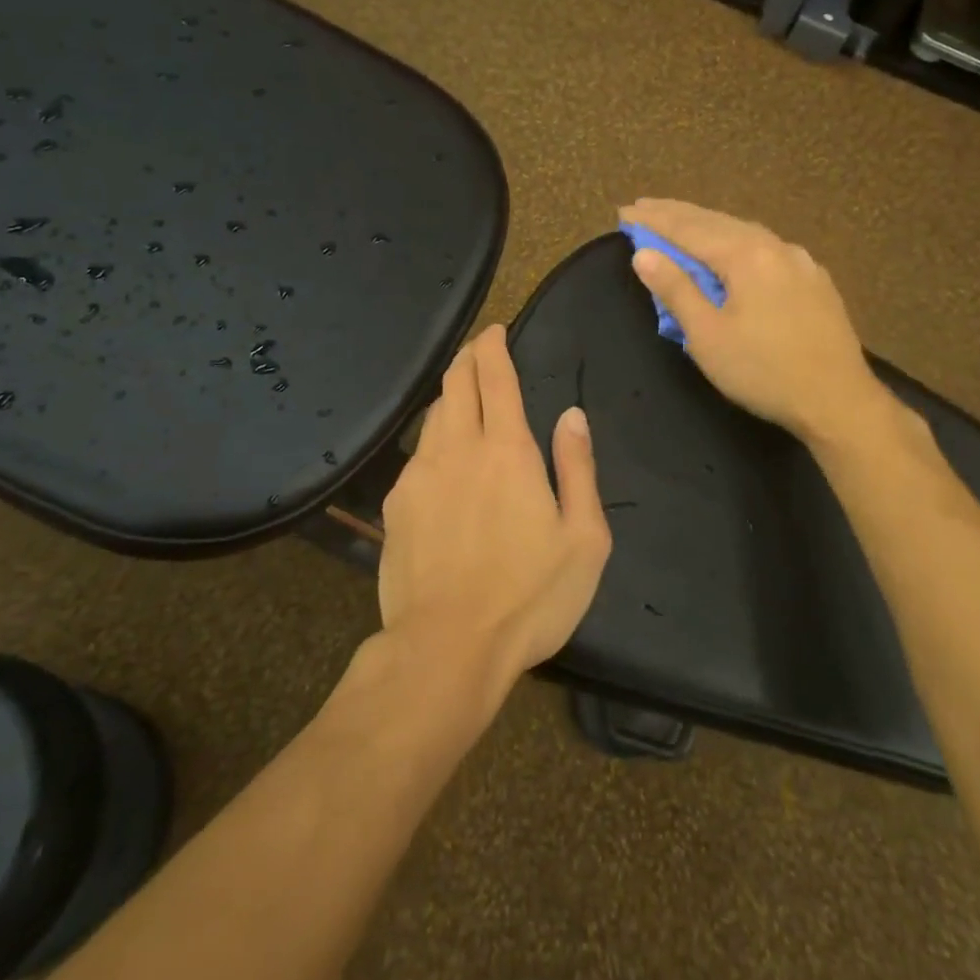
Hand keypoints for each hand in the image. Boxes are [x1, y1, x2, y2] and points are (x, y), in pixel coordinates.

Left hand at [378, 325, 611, 706]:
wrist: (446, 649)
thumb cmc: (530, 597)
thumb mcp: (584, 539)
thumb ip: (578, 468)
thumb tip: (572, 416)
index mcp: (506, 449)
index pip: (495, 376)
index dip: (493, 346)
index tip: (495, 330)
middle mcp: (457, 448)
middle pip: (456, 384)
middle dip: (467, 359)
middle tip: (479, 352)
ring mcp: (418, 475)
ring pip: (432, 415)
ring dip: (449, 396)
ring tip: (463, 396)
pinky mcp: (395, 506)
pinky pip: (417, 454)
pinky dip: (433, 438)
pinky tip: (441, 458)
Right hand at [618, 198, 894, 444]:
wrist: (839, 401)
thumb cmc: (764, 371)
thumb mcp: (708, 336)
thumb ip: (675, 290)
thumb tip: (643, 253)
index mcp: (746, 255)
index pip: (688, 229)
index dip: (653, 220)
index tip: (624, 212)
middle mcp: (775, 246)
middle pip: (716, 222)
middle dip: (677, 214)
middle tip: (644, 206)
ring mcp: (800, 261)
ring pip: (743, 232)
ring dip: (706, 225)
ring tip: (680, 222)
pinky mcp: (814, 280)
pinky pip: (764, 248)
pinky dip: (734, 241)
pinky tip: (732, 247)